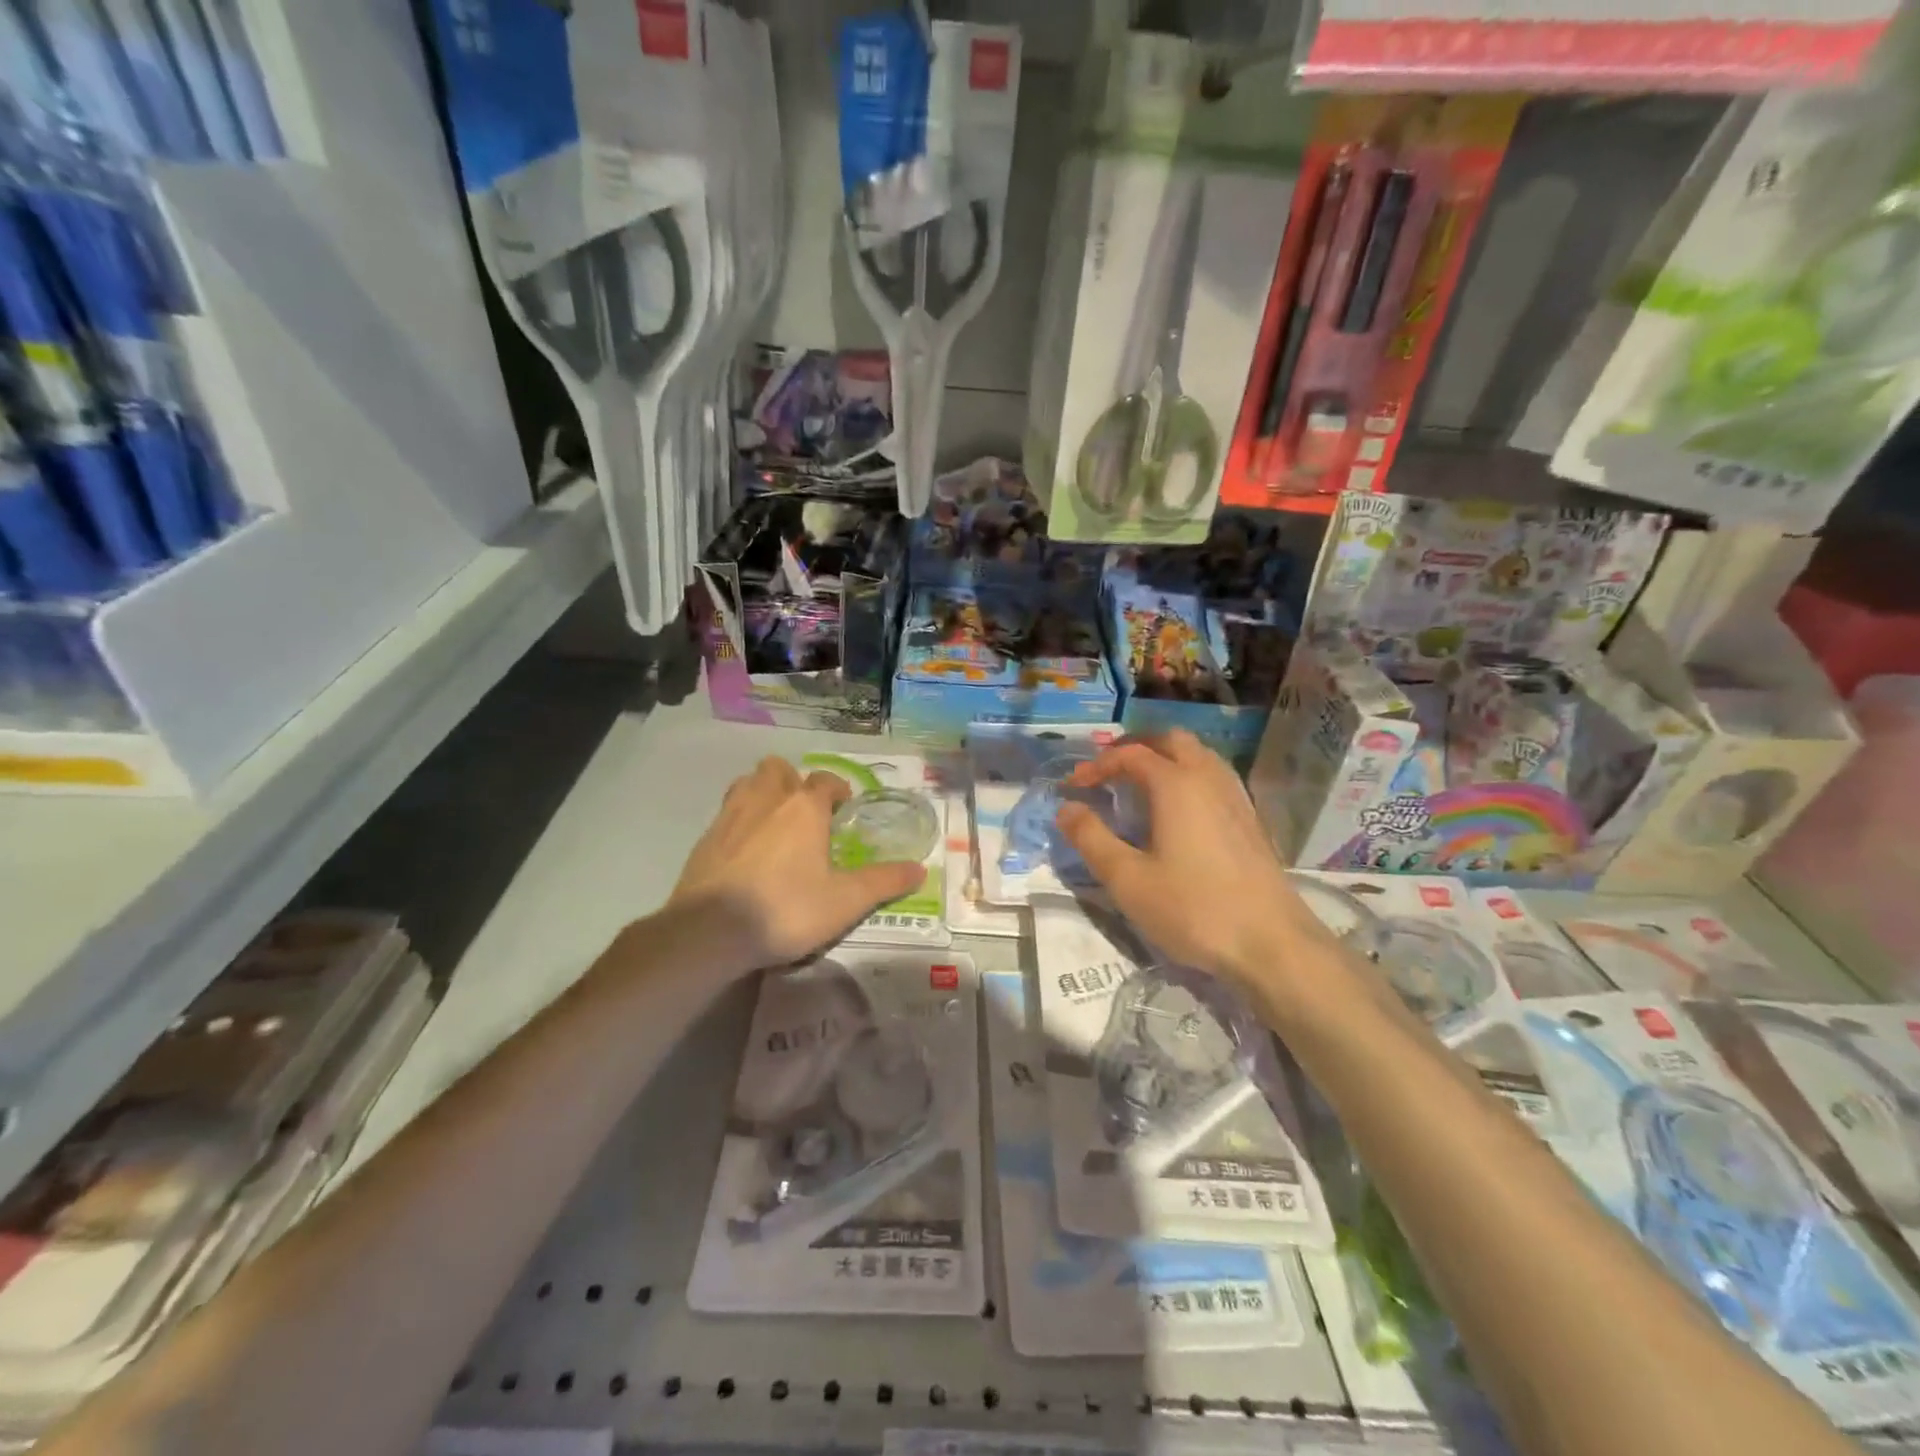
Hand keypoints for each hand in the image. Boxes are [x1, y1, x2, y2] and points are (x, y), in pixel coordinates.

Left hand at [669, 757, 925, 973]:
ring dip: (764, 792)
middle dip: (794, 781)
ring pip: (748, 783)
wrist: (709, 932)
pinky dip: (740, 820)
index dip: (838, 789)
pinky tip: (746, 850)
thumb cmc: (786, 909)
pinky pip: (727, 812)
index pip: (824, 780)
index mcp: (803, 808)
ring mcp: (730, 816)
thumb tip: (920, 869)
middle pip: (779, 769)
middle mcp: (766, 800)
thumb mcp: (845, 902)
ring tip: (776, 822)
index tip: (845, 807)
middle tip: (807, 812)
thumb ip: (883, 882)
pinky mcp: (705, 839)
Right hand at [1055, 731, 1327, 986]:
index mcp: (1176, 784)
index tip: (1073, 786)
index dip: (1097, 765)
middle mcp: (1208, 778)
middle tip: (1108, 771)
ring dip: (1164, 758)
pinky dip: (1187, 775)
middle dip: (1134, 747)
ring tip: (1139, 785)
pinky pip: (1214, 776)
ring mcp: (1235, 797)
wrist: (1273, 944)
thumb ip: (1091, 839)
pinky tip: (1178, 810)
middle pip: (1170, 740)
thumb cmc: (1194, 909)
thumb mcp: (1128, 880)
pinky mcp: (1250, 819)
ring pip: (1198, 754)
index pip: (1130, 754)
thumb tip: (1066, 808)